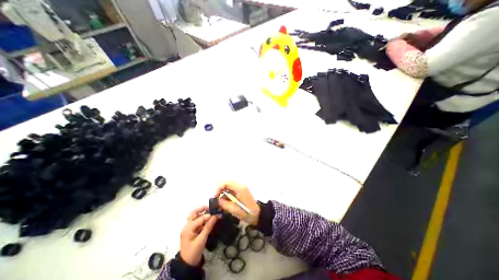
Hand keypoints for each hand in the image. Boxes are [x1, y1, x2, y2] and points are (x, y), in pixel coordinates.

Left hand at [180, 206, 217, 266]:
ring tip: (213, 212)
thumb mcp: (201, 240)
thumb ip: (208, 227)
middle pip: (194, 212)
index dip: (208, 215)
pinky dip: (204, 218)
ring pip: (196, 216)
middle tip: (212, 207)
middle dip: (203, 208)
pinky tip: (211, 219)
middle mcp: (187, 225)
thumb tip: (215, 216)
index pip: (199, 218)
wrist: (188, 264)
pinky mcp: (193, 229)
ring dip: (204, 213)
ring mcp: (190, 227)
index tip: (217, 213)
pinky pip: (199, 221)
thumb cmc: (193, 253)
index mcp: (188, 228)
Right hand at [215, 182, 260, 226]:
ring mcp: (241, 187)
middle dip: (220, 190)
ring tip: (220, 201)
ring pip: (229, 186)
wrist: (258, 214)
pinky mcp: (241, 190)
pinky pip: (232, 189)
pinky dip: (227, 193)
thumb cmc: (247, 213)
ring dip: (223, 192)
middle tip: (216, 199)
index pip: (226, 183)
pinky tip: (225, 201)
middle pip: (227, 183)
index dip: (218, 188)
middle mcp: (240, 185)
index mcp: (239, 188)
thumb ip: (224, 204)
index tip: (215, 197)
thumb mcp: (234, 210)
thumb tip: (217, 200)